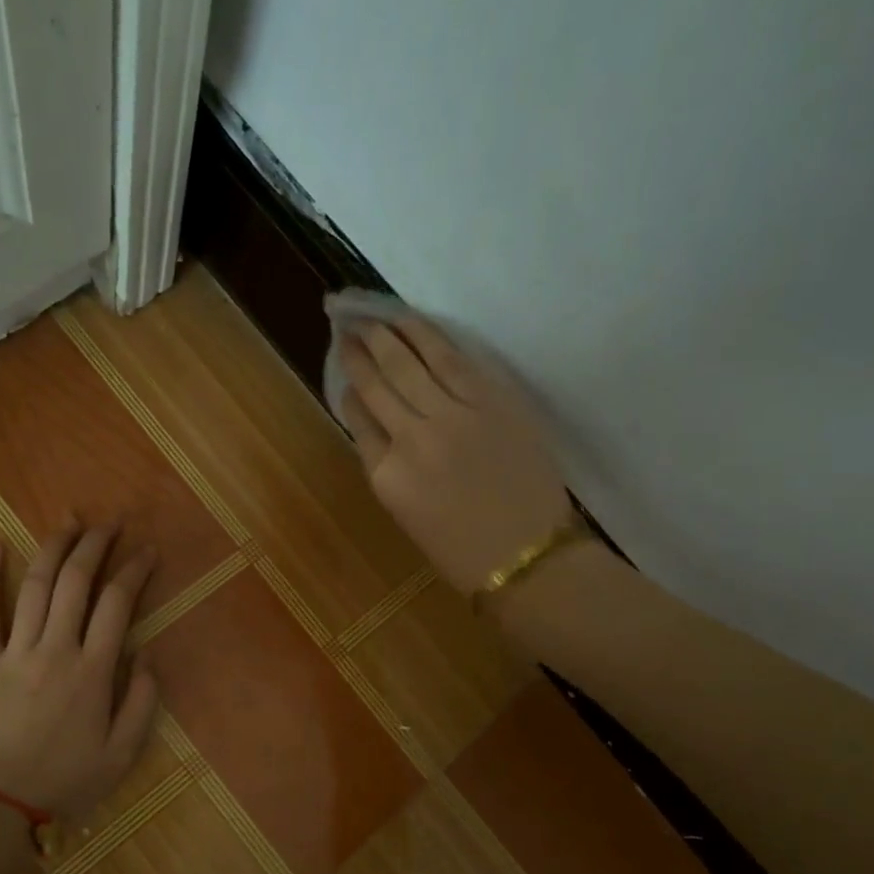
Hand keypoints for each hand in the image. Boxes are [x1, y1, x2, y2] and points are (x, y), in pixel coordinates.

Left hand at [0, 522, 160, 826]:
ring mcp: (14, 653)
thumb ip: (141, 703)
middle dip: (96, 545)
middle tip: (110, 522)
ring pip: (35, 587)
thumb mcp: (121, 755)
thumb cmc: (64, 783)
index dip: (135, 571)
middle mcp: (55, 650)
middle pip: (76, 582)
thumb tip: (148, 657)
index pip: (118, 604)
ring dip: (53, 548)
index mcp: (92, 671)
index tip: (149, 551)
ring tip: (69, 520)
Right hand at [335, 297, 576, 594]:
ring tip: (374, 315)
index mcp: (387, 477)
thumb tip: (377, 424)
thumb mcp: (407, 516)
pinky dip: (429, 337)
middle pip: (379, 384)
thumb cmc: (463, 551)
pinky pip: (454, 360)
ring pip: (412, 362)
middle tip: (347, 326)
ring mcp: (454, 416)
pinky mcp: (493, 401)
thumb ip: (387, 467)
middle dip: (359, 352)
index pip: (359, 420)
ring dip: (388, 334)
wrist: (529, 558)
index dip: (349, 390)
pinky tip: (413, 324)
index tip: (344, 370)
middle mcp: (413, 439)